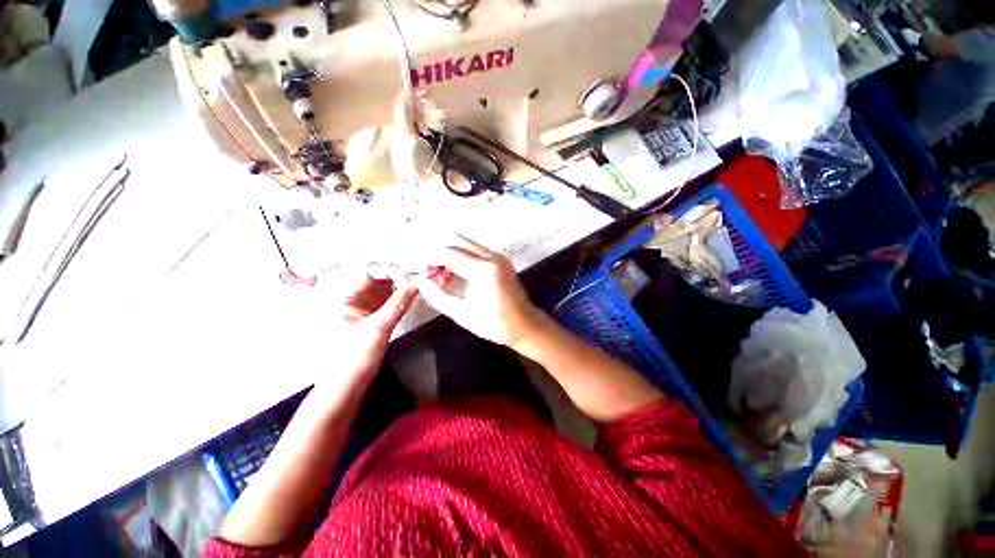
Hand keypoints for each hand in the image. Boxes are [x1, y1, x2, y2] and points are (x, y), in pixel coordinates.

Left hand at [324, 271, 417, 379]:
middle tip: (418, 272)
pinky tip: (412, 292)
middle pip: (376, 278)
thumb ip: (398, 303)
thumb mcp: (378, 328)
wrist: (345, 387)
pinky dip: (398, 295)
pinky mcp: (370, 317)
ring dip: (399, 283)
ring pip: (383, 289)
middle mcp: (351, 299)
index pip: (367, 272)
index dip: (390, 268)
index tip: (411, 268)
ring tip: (418, 279)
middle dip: (397, 274)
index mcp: (343, 298)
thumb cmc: (354, 358)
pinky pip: (386, 300)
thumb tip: (418, 283)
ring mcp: (361, 308)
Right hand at [414, 237, 544, 349]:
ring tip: (441, 276)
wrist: (524, 324)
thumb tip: (421, 282)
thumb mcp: (462, 314)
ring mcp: (498, 256)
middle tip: (430, 272)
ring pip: (466, 244)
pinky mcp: (500, 260)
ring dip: (450, 254)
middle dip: (439, 253)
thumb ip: (438, 297)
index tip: (420, 271)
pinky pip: (475, 250)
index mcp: (484, 270)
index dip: (431, 260)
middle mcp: (492, 257)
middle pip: (457, 241)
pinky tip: (455, 274)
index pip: (449, 254)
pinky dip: (461, 257)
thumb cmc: (494, 323)